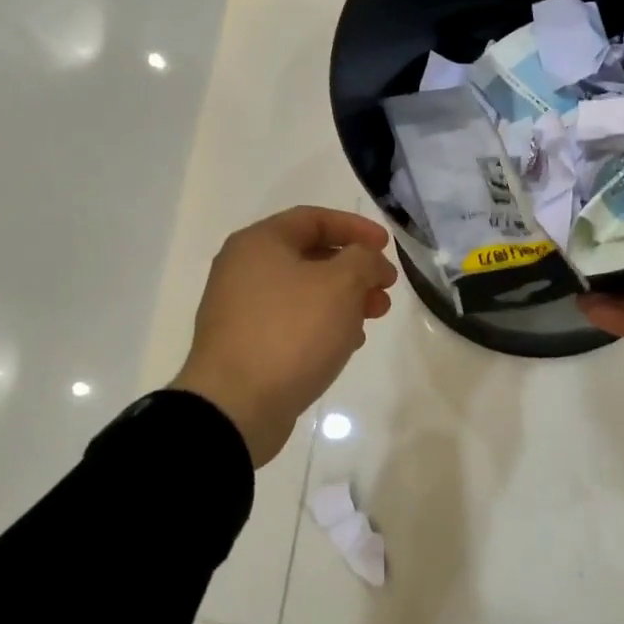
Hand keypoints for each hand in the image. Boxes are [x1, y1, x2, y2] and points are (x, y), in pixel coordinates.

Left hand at [170, 206, 397, 466]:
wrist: (236, 404)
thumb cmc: (291, 332)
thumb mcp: (341, 285)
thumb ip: (364, 260)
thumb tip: (368, 261)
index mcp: (259, 243)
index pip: (313, 219)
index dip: (355, 228)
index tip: (387, 247)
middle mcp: (243, 269)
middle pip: (309, 256)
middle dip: (354, 270)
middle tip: (385, 290)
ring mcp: (240, 309)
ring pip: (303, 292)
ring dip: (343, 299)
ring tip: (373, 318)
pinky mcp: (245, 344)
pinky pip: (291, 322)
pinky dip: (322, 325)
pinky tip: (346, 344)